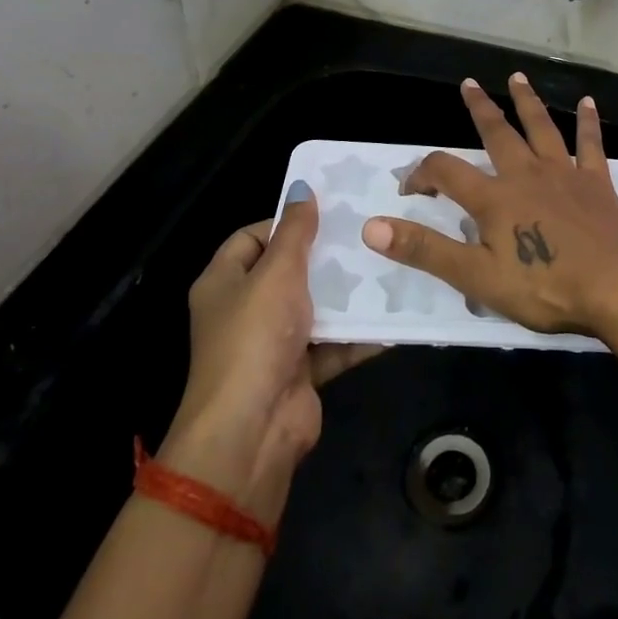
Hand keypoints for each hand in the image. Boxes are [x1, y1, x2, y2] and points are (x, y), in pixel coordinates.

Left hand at [161, 188, 380, 521]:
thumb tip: (302, 187)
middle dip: (326, 257)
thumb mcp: (277, 273)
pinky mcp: (300, 372)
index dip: (285, 223)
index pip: (252, 238)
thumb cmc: (255, 337)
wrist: (252, 431)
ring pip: (315, 308)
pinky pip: (334, 344)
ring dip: (347, 295)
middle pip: (288, 272)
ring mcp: (273, 344)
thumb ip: (295, 231)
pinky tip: (394, 315)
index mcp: (223, 282)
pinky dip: (359, 334)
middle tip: (368, 234)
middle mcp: (244, 310)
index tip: (328, 213)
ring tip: (388, 266)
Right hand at [361, 75, 617, 340]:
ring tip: (517, 77)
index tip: (409, 187)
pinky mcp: (597, 183)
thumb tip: (371, 226)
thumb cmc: (545, 287)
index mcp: (494, 198)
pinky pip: (590, 145)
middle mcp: (527, 174)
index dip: (421, 174)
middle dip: (479, 109)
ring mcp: (565, 175)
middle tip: (467, 84)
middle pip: (497, 133)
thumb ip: (425, 250)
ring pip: (541, 128)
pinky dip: (588, 123)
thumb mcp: (476, 277)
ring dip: (527, 102)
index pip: (445, 172)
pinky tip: (588, 103)